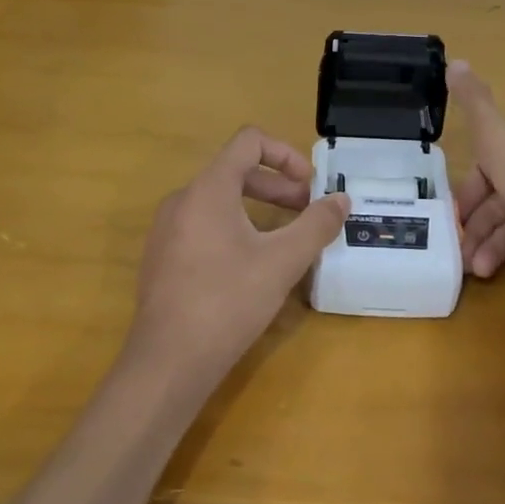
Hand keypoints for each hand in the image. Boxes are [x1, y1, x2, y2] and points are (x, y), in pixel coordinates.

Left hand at [128, 128, 349, 387]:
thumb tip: (341, 200)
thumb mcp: (282, 261)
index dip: (286, 154)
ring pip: (220, 201)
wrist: (168, 361)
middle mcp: (182, 199)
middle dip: (278, 187)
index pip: (249, 142)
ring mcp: (167, 229)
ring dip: (259, 209)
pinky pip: (204, 225)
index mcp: (208, 189)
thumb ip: (316, 225)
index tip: (310, 184)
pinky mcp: (163, 257)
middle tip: (307, 214)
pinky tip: (252, 266)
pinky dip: (235, 229)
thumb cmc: (228, 301)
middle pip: (235, 172)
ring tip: (286, 240)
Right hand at [449, 61, 504, 281]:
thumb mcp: (496, 137)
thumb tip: (456, 61)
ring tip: (481, 269)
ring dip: (493, 247)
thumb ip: (474, 104)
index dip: (469, 190)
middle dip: (478, 228)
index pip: (490, 168)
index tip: (455, 214)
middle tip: (462, 254)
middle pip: (500, 202)